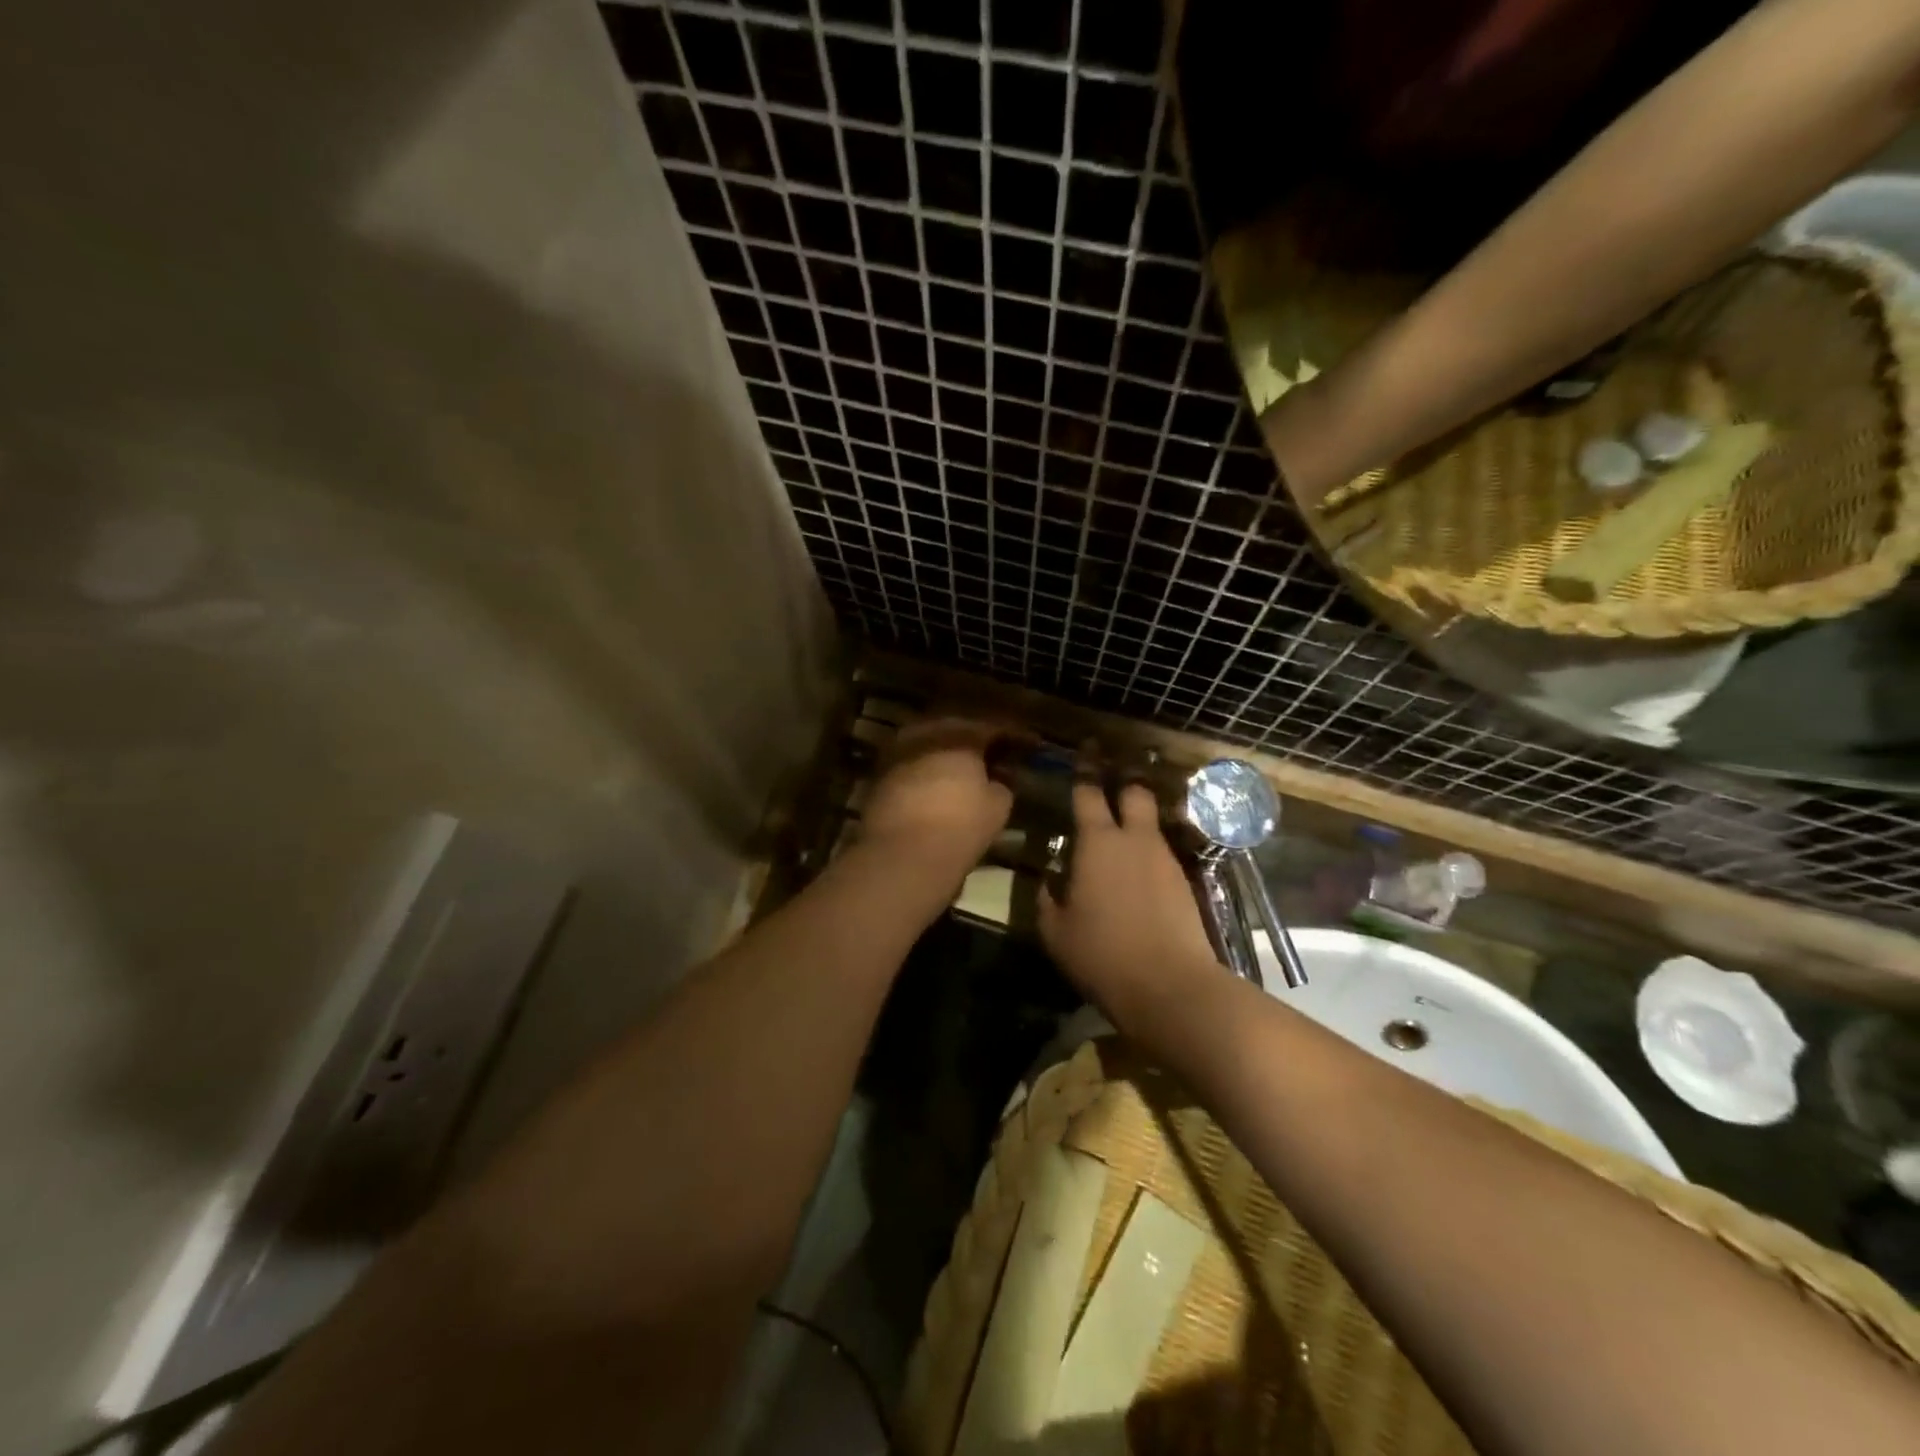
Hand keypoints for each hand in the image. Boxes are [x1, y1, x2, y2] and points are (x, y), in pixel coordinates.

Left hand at [858, 719, 1015, 884]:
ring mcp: (897, 755)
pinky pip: (909, 768)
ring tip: (961, 774)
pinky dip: (923, 775)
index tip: (1026, 744)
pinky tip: (933, 790)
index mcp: (960, 735)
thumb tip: (996, 781)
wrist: (903, 854)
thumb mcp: (997, 807)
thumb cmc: (961, 825)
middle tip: (990, 755)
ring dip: (944, 757)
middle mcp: (925, 735)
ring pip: (927, 747)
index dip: (1012, 736)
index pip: (992, 728)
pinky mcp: (877, 779)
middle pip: (954, 731)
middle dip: (972, 742)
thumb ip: (1001, 786)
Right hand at [1038, 775, 1221, 1026]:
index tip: (1080, 761)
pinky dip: (1148, 858)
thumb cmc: (1102, 954)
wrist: (1171, 986)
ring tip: (1120, 843)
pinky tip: (1138, 879)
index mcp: (1098, 842)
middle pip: (1135, 793)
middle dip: (1123, 787)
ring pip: (1151, 826)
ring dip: (1136, 826)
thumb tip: (1049, 881)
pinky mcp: (1185, 882)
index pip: (1089, 794)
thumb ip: (1047, 899)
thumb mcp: (1056, 932)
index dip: (1083, 776)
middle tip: (1108, 793)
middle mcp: (1135, 840)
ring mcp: (1165, 859)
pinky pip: (1162, 856)